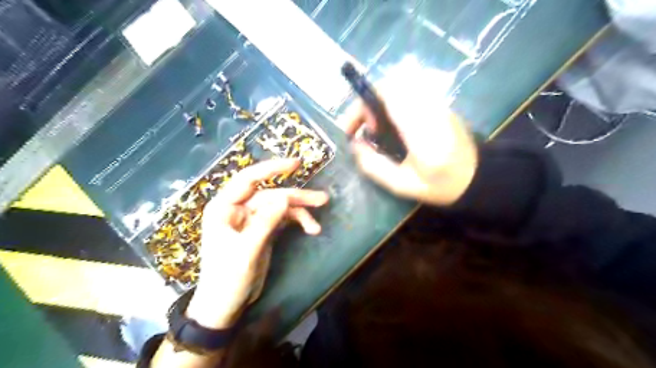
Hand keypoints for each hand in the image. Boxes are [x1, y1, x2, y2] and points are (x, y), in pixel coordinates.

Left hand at [183, 159, 327, 328]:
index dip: (272, 168)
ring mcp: (251, 219)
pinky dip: (297, 222)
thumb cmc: (227, 279)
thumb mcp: (246, 251)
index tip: (297, 163)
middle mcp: (238, 209)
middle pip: (271, 194)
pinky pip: (282, 219)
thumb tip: (284, 197)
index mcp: (224, 208)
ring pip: (280, 206)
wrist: (224, 307)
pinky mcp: (262, 230)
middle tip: (322, 199)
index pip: (249, 179)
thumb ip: (265, 222)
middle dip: (296, 197)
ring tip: (319, 220)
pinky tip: (311, 229)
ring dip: (300, 211)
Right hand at [339, 74, 476, 204]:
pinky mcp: (440, 105)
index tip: (353, 127)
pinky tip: (393, 128)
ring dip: (380, 105)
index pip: (389, 95)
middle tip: (366, 130)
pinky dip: (393, 106)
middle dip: (368, 105)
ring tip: (377, 130)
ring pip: (399, 88)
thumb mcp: (403, 185)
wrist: (479, 177)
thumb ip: (374, 166)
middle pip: (390, 86)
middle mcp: (429, 109)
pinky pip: (409, 95)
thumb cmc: (441, 185)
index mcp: (421, 130)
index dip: (363, 104)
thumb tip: (355, 145)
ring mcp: (437, 104)